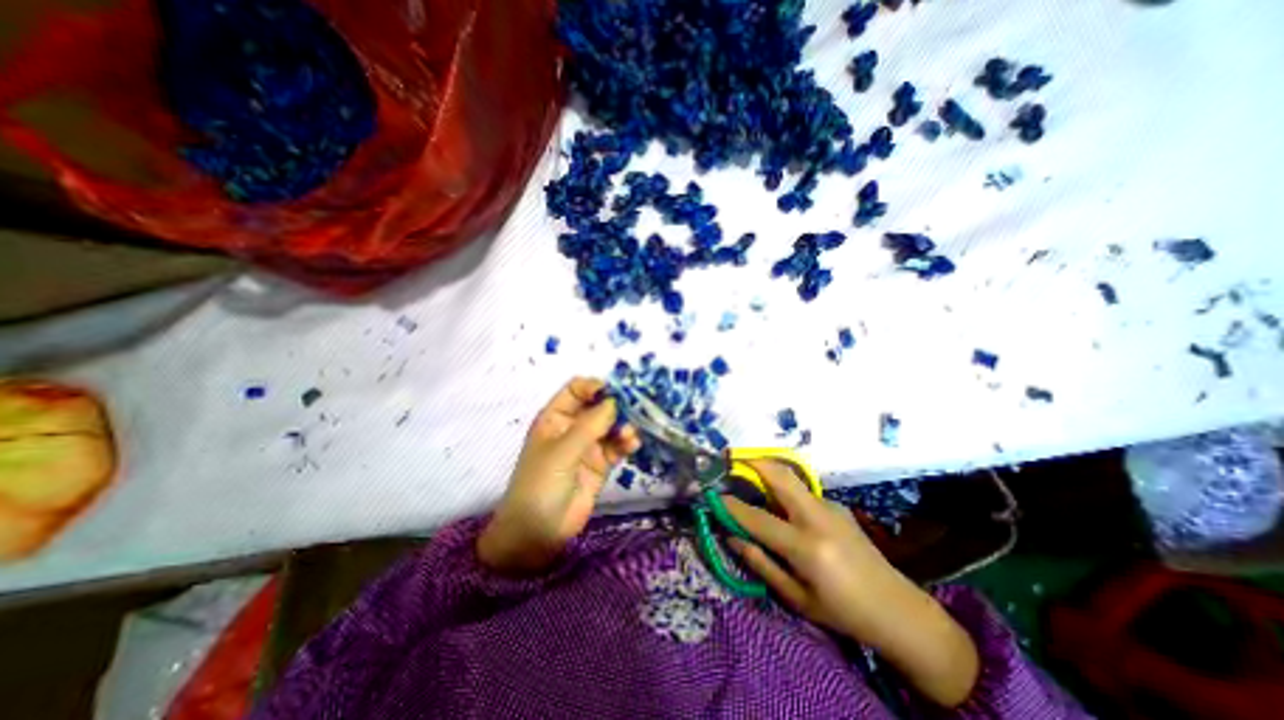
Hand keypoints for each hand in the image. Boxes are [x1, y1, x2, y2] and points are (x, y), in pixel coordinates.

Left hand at [480, 376, 637, 573]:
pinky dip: (627, 442)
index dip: (595, 386)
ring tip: (629, 434)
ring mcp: (588, 446)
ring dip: (623, 425)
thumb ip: (590, 425)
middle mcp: (573, 427)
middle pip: (598, 406)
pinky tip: (633, 444)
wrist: (538, 533)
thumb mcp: (563, 451)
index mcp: (555, 418)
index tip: (615, 391)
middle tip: (636, 407)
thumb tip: (614, 401)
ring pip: (611, 426)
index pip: (576, 390)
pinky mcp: (601, 464)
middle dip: (616, 405)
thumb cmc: (540, 485)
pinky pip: (617, 446)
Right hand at [722, 462, 984, 707]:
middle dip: (752, 462)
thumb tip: (731, 536)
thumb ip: (760, 562)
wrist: (898, 609)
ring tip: (748, 481)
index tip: (712, 496)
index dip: (731, 506)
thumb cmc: (842, 612)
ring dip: (767, 473)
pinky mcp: (837, 505)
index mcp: (807, 547)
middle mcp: (818, 517)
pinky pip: (802, 491)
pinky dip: (783, 489)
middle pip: (779, 475)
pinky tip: (780, 506)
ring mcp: (830, 506)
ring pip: (791, 478)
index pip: (757, 518)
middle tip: (731, 460)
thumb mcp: (796, 598)